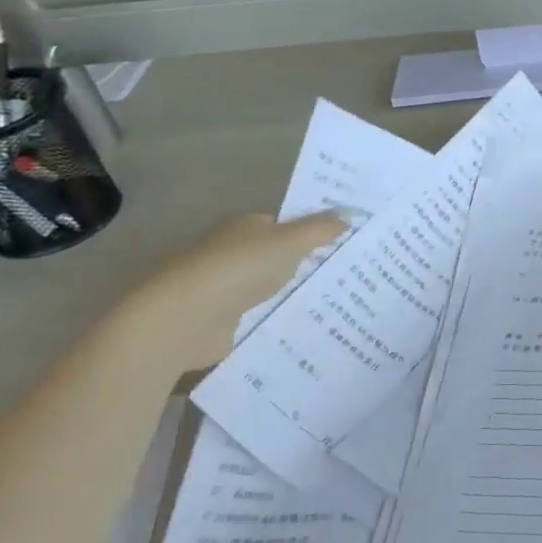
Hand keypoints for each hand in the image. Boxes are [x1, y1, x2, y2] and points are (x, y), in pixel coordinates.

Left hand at [119, 212, 344, 372]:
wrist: (185, 319)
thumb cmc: (238, 269)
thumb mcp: (288, 242)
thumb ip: (320, 229)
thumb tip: (349, 215)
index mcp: (247, 227)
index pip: (287, 225)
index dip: (317, 232)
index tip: (350, 245)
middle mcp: (236, 253)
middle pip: (282, 257)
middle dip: (312, 265)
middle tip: (356, 276)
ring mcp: (230, 288)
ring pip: (275, 288)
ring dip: (300, 294)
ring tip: (345, 305)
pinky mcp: (227, 321)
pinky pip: (266, 316)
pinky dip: (284, 319)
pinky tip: (313, 327)